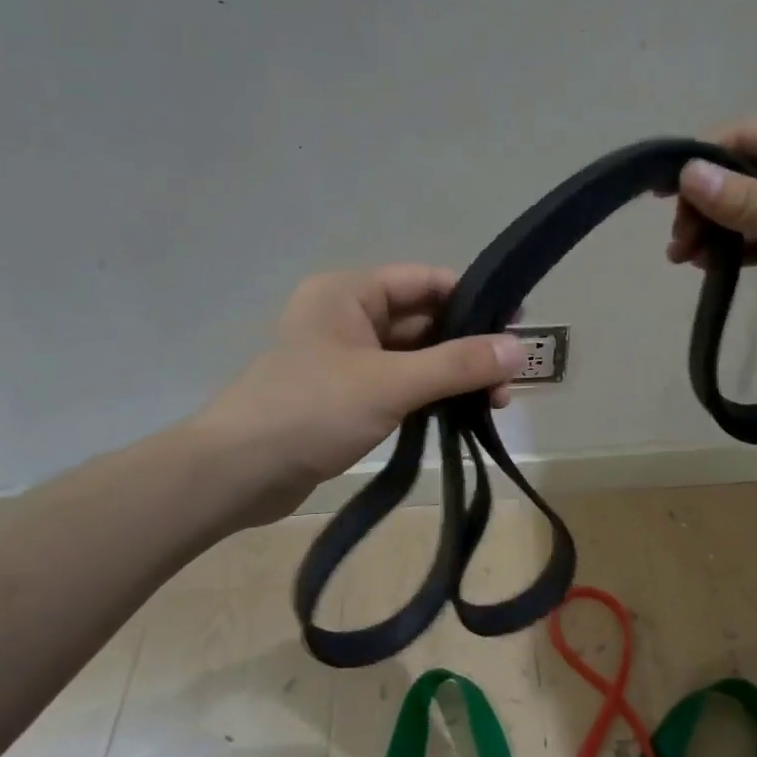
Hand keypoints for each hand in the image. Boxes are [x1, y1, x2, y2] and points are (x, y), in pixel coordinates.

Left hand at [195, 266, 523, 526]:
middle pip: (424, 319)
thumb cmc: (311, 411)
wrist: (237, 474)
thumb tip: (520, 349)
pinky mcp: (347, 396)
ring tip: (496, 402)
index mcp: (349, 293)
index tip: (518, 326)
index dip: (474, 299)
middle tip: (512, 376)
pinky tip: (463, 414)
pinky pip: (400, 384)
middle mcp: (348, 316)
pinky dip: (431, 395)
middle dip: (469, 345)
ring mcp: (346, 358)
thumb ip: (457, 364)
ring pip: (415, 356)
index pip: (426, 281)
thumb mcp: (391, 383)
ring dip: (454, 374)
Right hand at [667, 116, 756, 349]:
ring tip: (683, 259)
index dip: (700, 161)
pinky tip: (711, 267)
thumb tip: (687, 175)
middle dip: (705, 205)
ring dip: (715, 231)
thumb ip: (749, 199)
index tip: (662, 193)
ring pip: (748, 212)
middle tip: (678, 242)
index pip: (744, 139)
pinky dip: (737, 251)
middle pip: (741, 177)